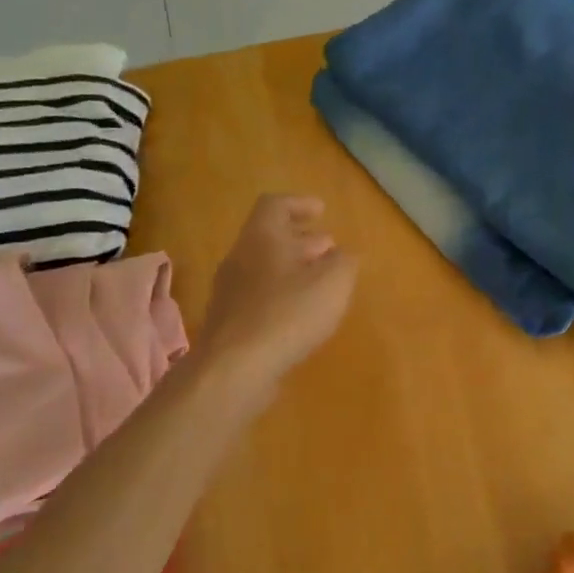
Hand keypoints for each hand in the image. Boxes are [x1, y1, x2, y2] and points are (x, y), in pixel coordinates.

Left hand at [198, 194, 357, 389]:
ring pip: (264, 269)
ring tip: (320, 283)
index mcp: (261, 238)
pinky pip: (259, 298)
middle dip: (302, 240)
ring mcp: (229, 293)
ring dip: (293, 270)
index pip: (275, 205)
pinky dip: (282, 296)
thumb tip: (344, 255)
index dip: (299, 204)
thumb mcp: (333, 282)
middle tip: (329, 248)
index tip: (321, 211)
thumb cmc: (288, 313)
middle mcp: (240, 259)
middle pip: (269, 238)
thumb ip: (344, 262)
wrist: (235, 368)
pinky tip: (301, 315)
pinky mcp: (229, 323)